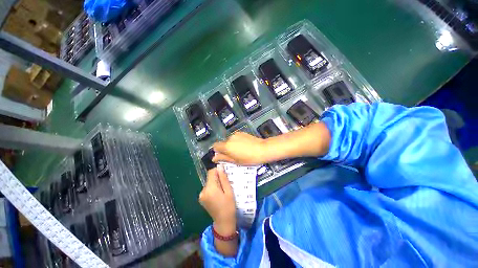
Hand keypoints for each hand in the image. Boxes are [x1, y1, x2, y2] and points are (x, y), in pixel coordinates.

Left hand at [199, 165, 236, 235]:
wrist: (223, 223)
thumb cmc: (229, 206)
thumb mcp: (229, 191)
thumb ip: (223, 178)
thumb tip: (219, 167)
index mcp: (210, 188)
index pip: (211, 172)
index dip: (218, 170)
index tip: (224, 174)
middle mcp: (203, 191)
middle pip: (209, 177)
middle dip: (217, 177)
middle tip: (226, 184)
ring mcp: (201, 195)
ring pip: (209, 182)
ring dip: (215, 183)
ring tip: (223, 190)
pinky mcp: (201, 198)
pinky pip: (208, 188)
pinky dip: (213, 188)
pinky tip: (219, 194)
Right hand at [212, 132, 266, 164]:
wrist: (263, 149)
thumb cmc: (249, 158)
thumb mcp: (236, 161)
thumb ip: (223, 158)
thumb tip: (213, 158)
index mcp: (226, 146)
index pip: (215, 146)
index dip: (217, 151)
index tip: (223, 156)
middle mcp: (229, 138)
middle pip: (222, 143)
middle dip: (225, 149)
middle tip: (233, 155)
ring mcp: (236, 134)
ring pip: (229, 140)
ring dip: (231, 145)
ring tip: (240, 150)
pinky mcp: (242, 132)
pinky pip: (235, 137)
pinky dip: (236, 141)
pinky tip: (244, 146)